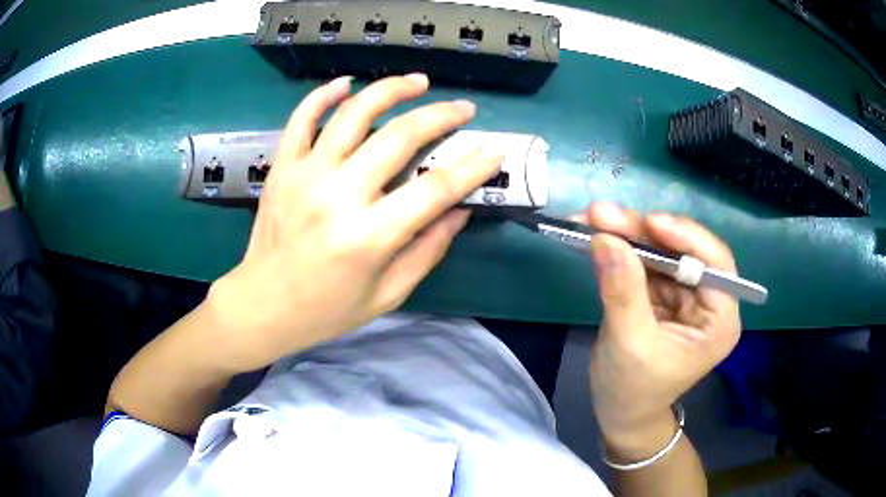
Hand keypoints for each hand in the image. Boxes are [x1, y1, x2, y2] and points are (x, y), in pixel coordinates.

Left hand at [206, 74, 501, 372]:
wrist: (263, 305)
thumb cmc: (327, 309)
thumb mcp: (388, 294)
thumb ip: (428, 249)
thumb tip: (460, 209)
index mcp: (369, 236)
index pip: (434, 189)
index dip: (472, 167)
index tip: (494, 151)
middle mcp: (338, 196)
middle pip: (399, 137)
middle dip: (440, 116)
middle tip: (463, 109)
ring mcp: (305, 175)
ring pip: (353, 114)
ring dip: (391, 90)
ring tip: (418, 81)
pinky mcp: (282, 168)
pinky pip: (302, 119)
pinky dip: (323, 95)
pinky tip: (346, 83)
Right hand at [581, 203, 740, 457]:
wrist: (619, 414)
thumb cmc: (632, 390)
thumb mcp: (629, 344)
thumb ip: (622, 291)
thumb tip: (606, 237)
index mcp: (719, 320)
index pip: (716, 266)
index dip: (686, 238)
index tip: (649, 222)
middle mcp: (708, 301)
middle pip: (684, 251)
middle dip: (644, 231)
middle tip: (603, 214)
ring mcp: (684, 294)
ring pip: (661, 250)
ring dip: (627, 233)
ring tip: (591, 218)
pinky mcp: (661, 293)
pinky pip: (643, 261)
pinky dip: (620, 248)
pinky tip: (595, 235)